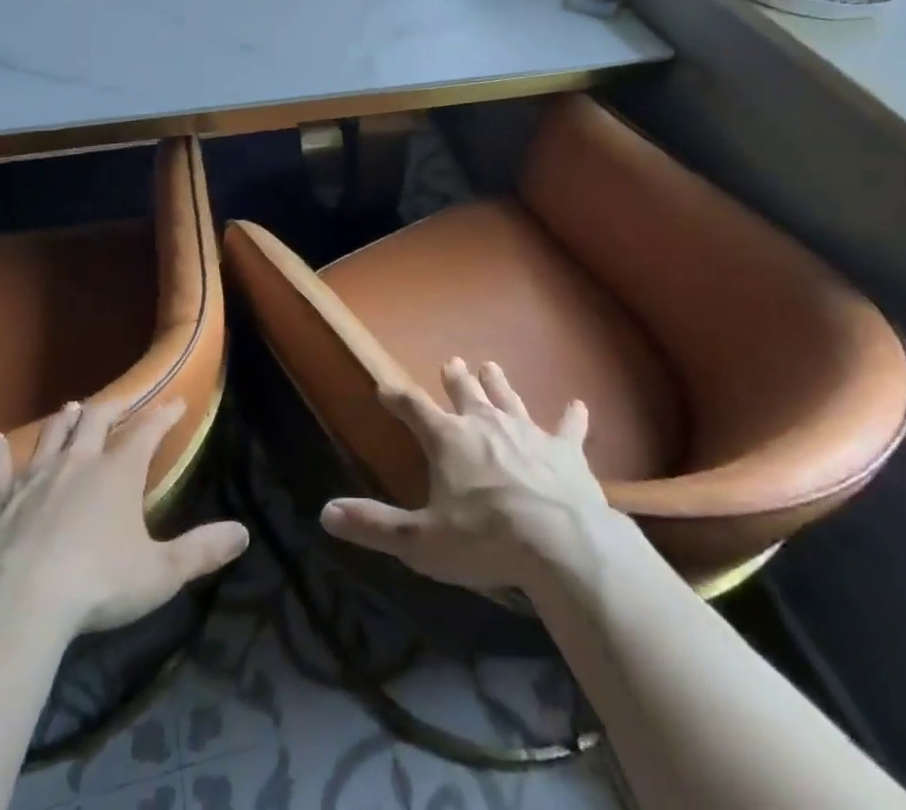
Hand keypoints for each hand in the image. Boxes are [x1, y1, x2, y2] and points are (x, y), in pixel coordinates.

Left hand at [0, 397, 248, 636]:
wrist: (19, 602)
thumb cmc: (97, 584)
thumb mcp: (160, 573)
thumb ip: (202, 550)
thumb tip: (243, 532)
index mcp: (119, 472)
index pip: (148, 431)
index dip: (165, 415)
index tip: (177, 402)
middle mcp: (78, 462)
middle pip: (97, 420)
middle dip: (113, 408)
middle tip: (123, 401)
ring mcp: (35, 478)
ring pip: (52, 437)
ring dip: (64, 422)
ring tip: (71, 408)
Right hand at [319, 359, 618, 593]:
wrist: (559, 542)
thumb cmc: (483, 539)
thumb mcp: (419, 540)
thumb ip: (374, 525)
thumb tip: (326, 513)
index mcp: (447, 439)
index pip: (414, 409)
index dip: (397, 398)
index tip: (384, 388)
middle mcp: (484, 424)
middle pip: (466, 393)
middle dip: (456, 379)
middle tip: (453, 362)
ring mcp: (527, 433)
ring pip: (508, 399)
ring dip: (499, 384)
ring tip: (492, 366)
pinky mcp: (564, 451)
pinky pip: (569, 428)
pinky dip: (572, 417)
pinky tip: (579, 405)